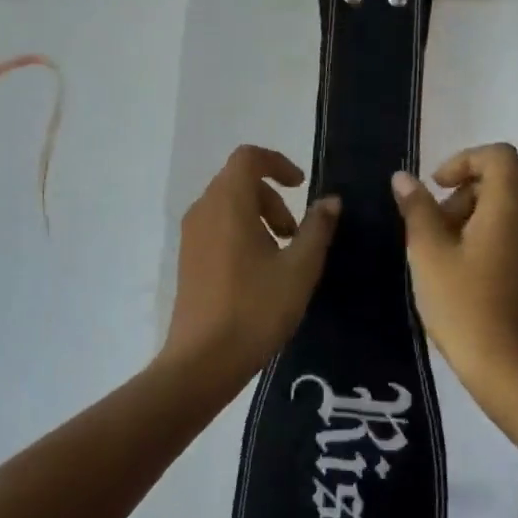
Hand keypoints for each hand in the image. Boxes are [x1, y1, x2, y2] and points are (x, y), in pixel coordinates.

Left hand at [162, 146, 339, 385]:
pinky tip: (259, 272)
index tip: (302, 186)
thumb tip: (331, 201)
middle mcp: (204, 210)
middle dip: (273, 198)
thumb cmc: (256, 308)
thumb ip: (317, 228)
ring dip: (259, 217)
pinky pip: (216, 227)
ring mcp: (191, 235)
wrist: (203, 360)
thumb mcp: (300, 268)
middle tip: (295, 234)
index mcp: (228, 203)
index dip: (277, 163)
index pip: (248, 157)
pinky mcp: (187, 258)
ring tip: (282, 256)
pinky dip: (241, 233)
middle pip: (239, 181)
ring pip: (228, 205)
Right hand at [391, 143, 517, 418]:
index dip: (463, 160)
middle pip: (501, 179)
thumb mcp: (428, 252)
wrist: (506, 366)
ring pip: (505, 206)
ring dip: (471, 213)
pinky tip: (460, 267)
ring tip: (441, 250)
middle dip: (462, 190)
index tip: (435, 186)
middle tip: (433, 224)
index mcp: (511, 206)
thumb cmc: (463, 304)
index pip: (497, 155)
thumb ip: (416, 208)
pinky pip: (512, 230)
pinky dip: (485, 233)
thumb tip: (403, 178)